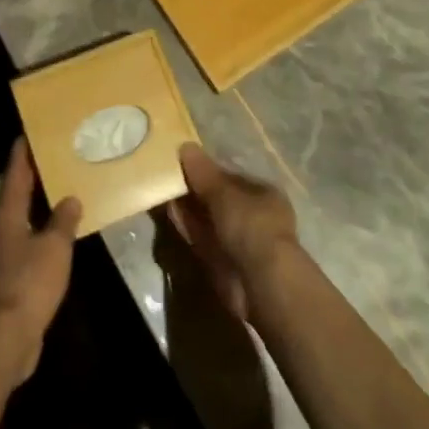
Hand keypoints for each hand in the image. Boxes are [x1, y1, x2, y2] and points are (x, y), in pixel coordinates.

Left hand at [0, 138, 81, 382]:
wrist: (9, 336)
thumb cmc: (30, 282)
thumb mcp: (54, 246)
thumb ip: (63, 220)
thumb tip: (71, 198)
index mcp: (7, 212)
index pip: (15, 171)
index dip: (23, 150)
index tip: (32, 130)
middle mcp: (1, 224)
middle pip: (17, 189)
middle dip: (34, 171)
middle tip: (56, 151)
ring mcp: (5, 248)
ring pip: (23, 212)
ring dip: (39, 198)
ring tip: (63, 183)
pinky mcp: (13, 269)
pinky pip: (29, 234)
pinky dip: (43, 223)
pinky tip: (61, 225)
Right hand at [167, 144, 299, 320]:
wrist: (260, 282)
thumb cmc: (250, 225)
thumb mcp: (224, 192)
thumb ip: (203, 172)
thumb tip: (185, 146)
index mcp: (264, 195)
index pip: (233, 178)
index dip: (209, 171)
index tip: (185, 163)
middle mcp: (254, 217)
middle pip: (219, 200)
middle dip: (195, 190)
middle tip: (169, 175)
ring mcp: (239, 242)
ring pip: (208, 220)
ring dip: (188, 208)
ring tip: (164, 190)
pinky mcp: (224, 263)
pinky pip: (202, 239)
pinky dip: (187, 227)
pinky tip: (170, 212)